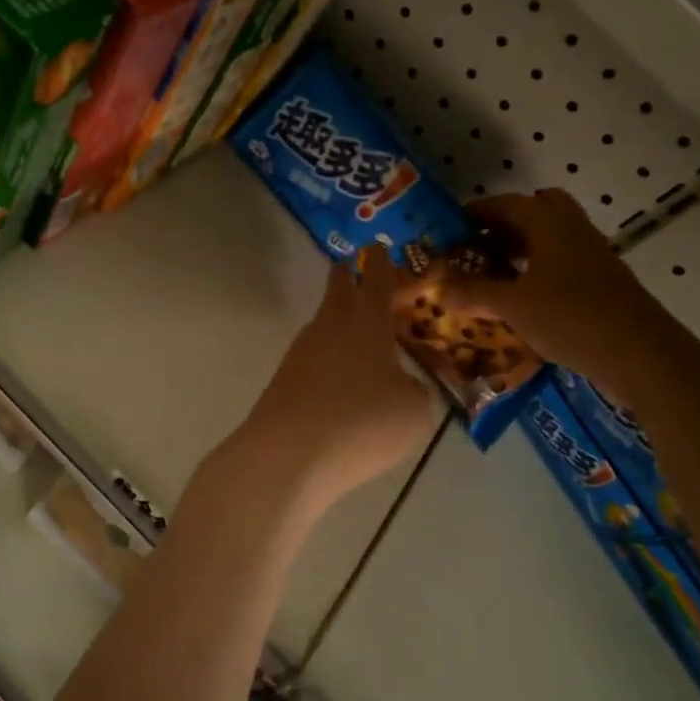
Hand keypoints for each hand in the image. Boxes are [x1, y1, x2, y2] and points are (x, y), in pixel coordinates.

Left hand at [240, 252, 441, 512]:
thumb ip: (414, 389)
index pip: (376, 279)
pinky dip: (330, 360)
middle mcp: (330, 327)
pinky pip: (315, 360)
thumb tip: (399, 385)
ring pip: (324, 325)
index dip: (381, 261)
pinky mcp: (285, 382)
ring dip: (339, 321)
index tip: (377, 245)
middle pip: (338, 290)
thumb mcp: (414, 409)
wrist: (287, 455)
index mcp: (366, 321)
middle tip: (354, 266)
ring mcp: (301, 353)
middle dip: (348, 275)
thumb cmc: (361, 421)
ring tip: (358, 332)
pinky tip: (341, 381)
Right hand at [443, 190, 690, 399]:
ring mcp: (592, 254)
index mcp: (549, 223)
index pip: (506, 204)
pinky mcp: (603, 280)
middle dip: (505, 224)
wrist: (642, 354)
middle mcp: (573, 229)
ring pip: (551, 237)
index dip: (476, 213)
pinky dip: (539, 269)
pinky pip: (563, 261)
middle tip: (477, 247)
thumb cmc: (571, 318)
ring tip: (492, 273)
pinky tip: (523, 297)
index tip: (450, 228)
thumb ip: (473, 294)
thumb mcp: (513, 306)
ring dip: (522, 247)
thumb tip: (437, 288)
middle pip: (536, 211)